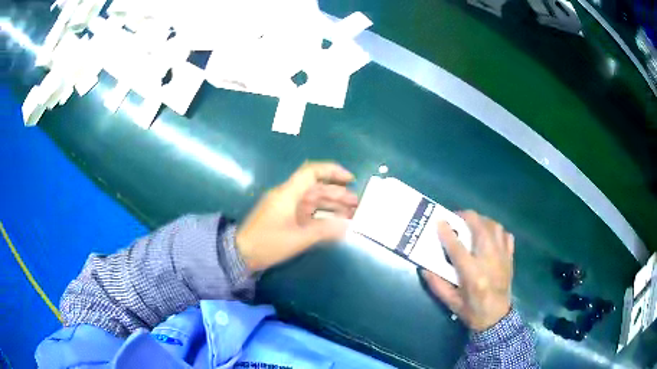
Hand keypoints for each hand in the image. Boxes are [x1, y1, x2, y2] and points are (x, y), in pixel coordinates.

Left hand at [236, 162, 357, 271]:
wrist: (241, 254)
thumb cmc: (268, 243)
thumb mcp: (298, 238)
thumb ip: (324, 231)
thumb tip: (346, 226)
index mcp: (288, 193)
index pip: (312, 172)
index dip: (332, 171)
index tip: (350, 179)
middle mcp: (288, 196)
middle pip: (317, 188)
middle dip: (338, 194)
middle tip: (357, 204)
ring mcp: (286, 207)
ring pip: (314, 200)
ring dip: (332, 205)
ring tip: (351, 214)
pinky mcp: (285, 217)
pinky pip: (308, 212)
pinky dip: (322, 216)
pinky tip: (335, 223)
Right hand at [422, 211, 513, 331]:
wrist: (497, 318)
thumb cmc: (472, 311)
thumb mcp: (450, 303)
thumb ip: (436, 284)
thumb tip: (424, 267)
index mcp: (472, 275)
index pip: (457, 248)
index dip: (447, 232)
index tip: (439, 221)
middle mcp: (489, 261)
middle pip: (480, 229)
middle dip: (466, 217)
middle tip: (456, 218)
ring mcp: (502, 257)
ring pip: (494, 227)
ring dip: (482, 221)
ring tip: (472, 224)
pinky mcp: (510, 257)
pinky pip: (505, 235)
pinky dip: (496, 230)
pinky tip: (489, 235)